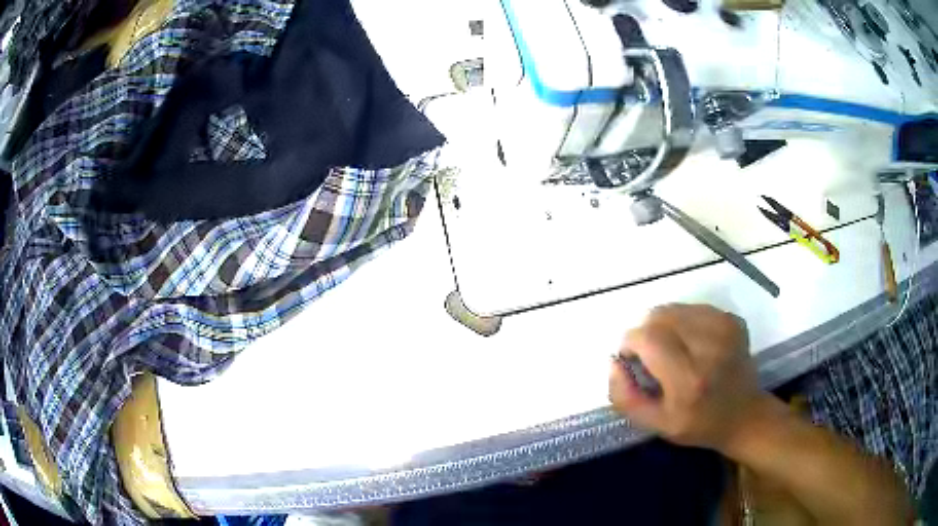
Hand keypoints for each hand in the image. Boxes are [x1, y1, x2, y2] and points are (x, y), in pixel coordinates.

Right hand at [609, 304, 767, 451]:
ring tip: (671, 349)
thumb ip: (626, 397)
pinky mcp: (732, 320)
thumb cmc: (698, 425)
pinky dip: (682, 321)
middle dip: (645, 333)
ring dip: (663, 326)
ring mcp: (724, 329)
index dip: (631, 344)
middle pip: (659, 317)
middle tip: (651, 357)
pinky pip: (692, 308)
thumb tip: (613, 362)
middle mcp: (709, 347)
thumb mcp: (656, 424)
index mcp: (688, 380)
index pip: (647, 338)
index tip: (633, 360)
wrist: (744, 415)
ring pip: (674, 308)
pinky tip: (690, 342)